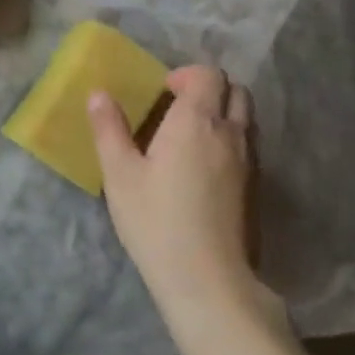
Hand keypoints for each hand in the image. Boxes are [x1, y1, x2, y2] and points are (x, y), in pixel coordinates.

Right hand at [89, 66, 277, 326]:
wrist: (207, 279)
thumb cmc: (156, 221)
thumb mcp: (120, 174)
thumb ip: (109, 129)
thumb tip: (99, 94)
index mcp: (196, 121)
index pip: (208, 75)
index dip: (185, 75)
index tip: (162, 92)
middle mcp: (229, 134)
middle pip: (236, 91)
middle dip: (210, 89)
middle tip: (179, 108)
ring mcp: (249, 162)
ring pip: (245, 119)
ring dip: (223, 114)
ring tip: (190, 137)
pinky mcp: (255, 188)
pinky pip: (248, 146)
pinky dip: (231, 141)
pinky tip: (204, 168)